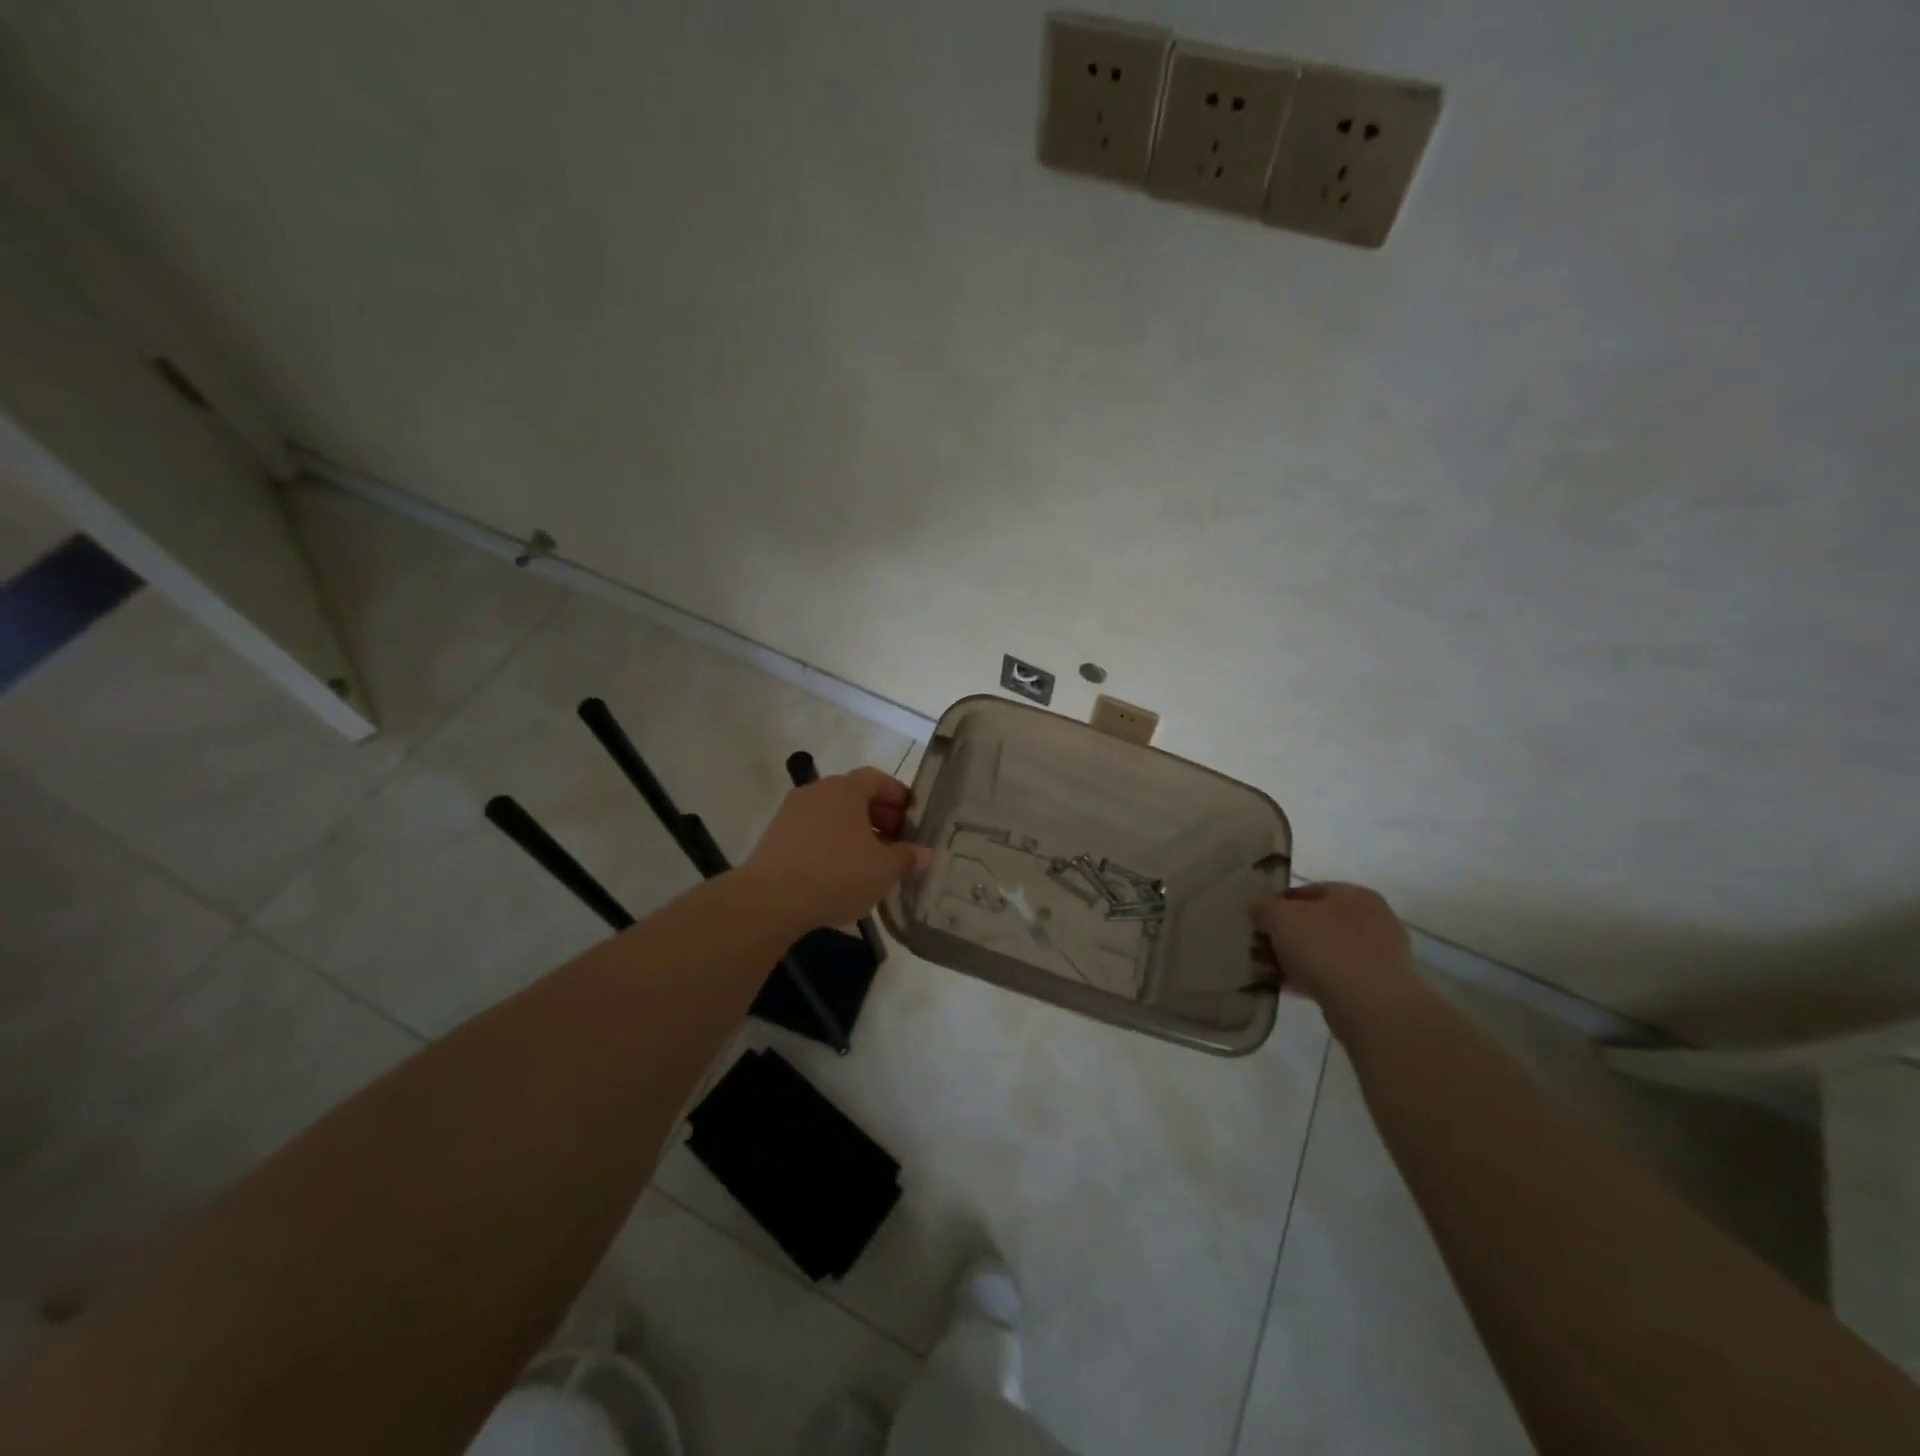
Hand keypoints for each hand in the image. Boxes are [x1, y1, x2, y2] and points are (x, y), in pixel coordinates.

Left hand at [739, 767, 932, 930]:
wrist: (770, 900)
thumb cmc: (836, 873)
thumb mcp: (883, 869)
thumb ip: (907, 858)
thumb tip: (924, 853)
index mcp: (846, 789)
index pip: (878, 778)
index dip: (898, 795)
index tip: (913, 818)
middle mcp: (818, 792)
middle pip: (855, 796)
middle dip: (879, 817)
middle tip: (897, 844)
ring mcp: (792, 813)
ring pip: (833, 816)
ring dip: (855, 834)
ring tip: (871, 863)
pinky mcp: (776, 837)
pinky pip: (814, 834)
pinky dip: (832, 846)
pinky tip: (841, 874)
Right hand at [1249, 882, 1416, 1009]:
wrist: (1372, 1008)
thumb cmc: (1325, 949)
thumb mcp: (1280, 917)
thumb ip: (1264, 907)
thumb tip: (1258, 909)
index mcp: (1354, 895)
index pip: (1307, 891)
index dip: (1276, 904)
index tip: (1256, 922)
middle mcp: (1371, 920)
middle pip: (1315, 922)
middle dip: (1284, 935)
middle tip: (1259, 949)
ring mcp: (1377, 955)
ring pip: (1324, 951)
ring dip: (1294, 959)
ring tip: (1267, 972)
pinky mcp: (1376, 987)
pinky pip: (1334, 976)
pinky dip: (1310, 979)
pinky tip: (1286, 988)